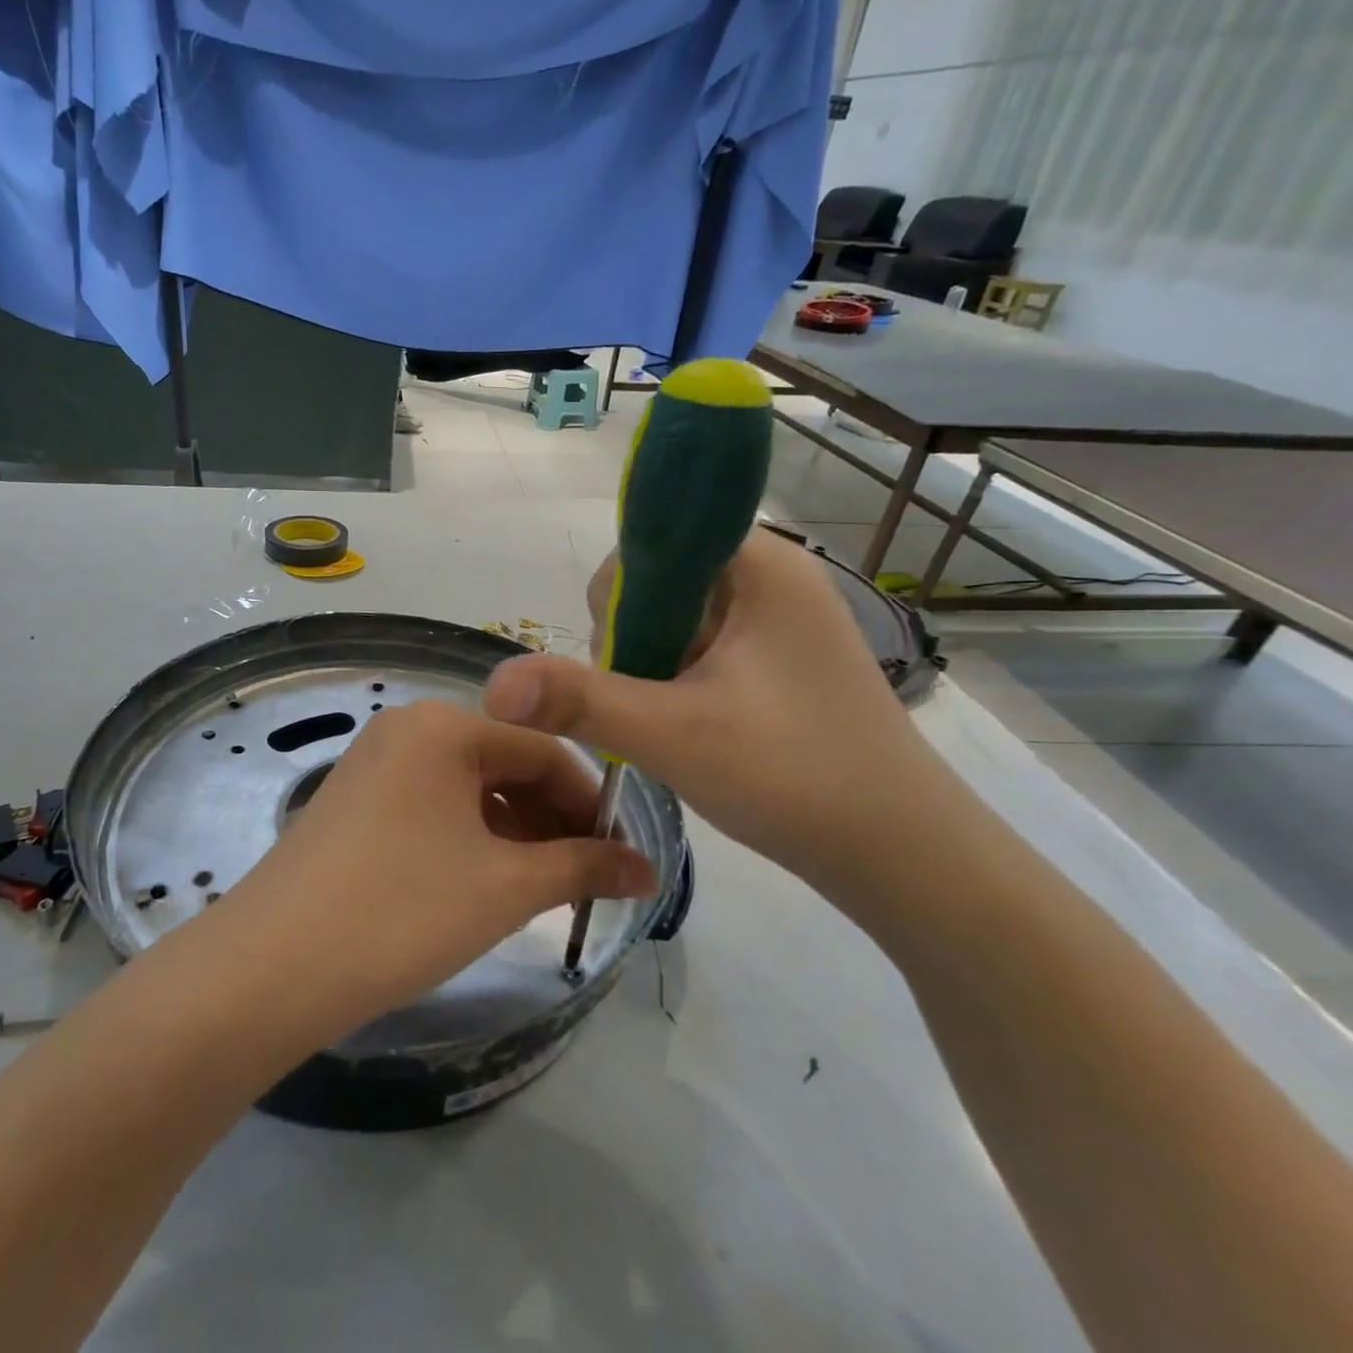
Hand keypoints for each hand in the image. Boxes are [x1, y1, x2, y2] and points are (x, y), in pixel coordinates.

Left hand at [214, 700, 655, 1033]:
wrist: (272, 965)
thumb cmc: (402, 909)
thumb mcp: (505, 887)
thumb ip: (584, 868)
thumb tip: (650, 870)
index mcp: (443, 726)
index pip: (543, 749)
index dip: (591, 802)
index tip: (623, 855)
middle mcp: (405, 729)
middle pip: (503, 764)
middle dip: (551, 819)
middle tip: (586, 879)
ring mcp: (373, 764)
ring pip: (466, 789)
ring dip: (512, 832)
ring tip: (541, 888)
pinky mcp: (352, 802)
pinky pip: (430, 807)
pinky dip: (468, 839)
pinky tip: (484, 883)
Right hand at [483, 528, 954, 887]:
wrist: (902, 855)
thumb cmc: (796, 778)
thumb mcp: (674, 735)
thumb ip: (578, 700)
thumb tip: (492, 682)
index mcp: (759, 565)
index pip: (653, 539)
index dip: (621, 596)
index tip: (626, 662)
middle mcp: (770, 577)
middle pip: (657, 581)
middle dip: (633, 641)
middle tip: (651, 705)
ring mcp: (776, 620)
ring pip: (673, 620)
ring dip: (651, 668)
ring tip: (672, 725)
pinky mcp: (775, 659)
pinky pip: (698, 649)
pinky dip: (675, 682)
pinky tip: (687, 727)